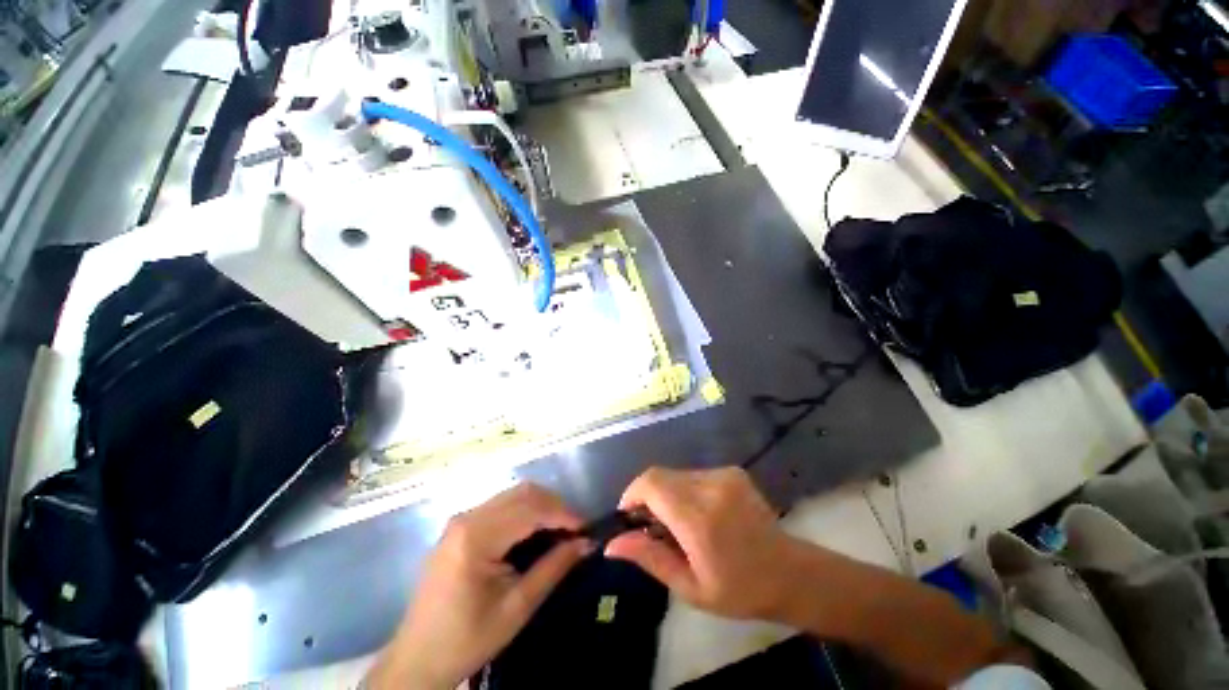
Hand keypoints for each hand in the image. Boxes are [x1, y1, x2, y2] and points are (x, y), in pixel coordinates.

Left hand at [367, 483, 588, 689]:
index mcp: (476, 537)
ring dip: (541, 506)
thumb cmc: (466, 639)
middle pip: (523, 493)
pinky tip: (536, 531)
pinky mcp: (461, 526)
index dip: (563, 513)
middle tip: (574, 529)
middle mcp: (467, 518)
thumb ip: (553, 569)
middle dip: (554, 505)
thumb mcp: (516, 608)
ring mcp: (462, 519)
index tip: (586, 528)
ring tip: (560, 530)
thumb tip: (586, 543)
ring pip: (514, 495)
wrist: (417, 659)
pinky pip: (502, 505)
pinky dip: (526, 511)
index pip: (530, 509)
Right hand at [605, 467, 800, 620]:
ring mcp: (723, 475)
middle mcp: (710, 486)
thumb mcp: (689, 587)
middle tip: (652, 526)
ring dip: (666, 494)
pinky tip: (699, 514)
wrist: (790, 574)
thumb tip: (611, 544)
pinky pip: (693, 474)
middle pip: (659, 475)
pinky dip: (684, 490)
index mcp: (698, 518)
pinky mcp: (731, 471)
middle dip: (647, 496)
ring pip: (675, 474)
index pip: (651, 484)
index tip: (629, 517)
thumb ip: (649, 557)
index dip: (632, 494)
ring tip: (678, 524)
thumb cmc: (739, 591)